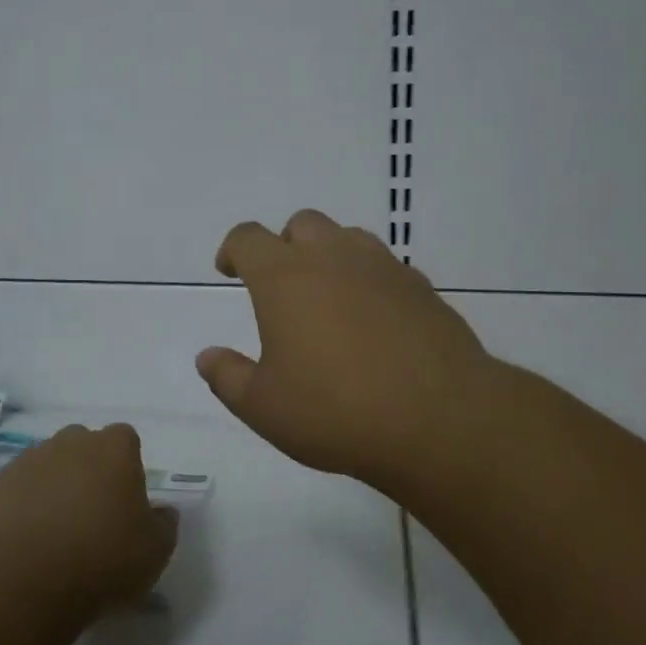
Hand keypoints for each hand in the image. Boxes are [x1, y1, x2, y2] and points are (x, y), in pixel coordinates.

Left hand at [0, 423, 177, 607]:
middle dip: (88, 470)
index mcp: (115, 448)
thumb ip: (164, 524)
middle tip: (92, 514)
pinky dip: (24, 504)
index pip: (126, 440)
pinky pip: (18, 487)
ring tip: (55, 531)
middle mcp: (72, 442)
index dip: (126, 467)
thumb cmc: (102, 559)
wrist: (24, 579)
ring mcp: (30, 459)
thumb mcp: (155, 551)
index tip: (125, 501)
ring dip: (55, 485)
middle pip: (84, 446)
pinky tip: (27, 538)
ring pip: (49, 463)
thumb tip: (162, 512)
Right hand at [196, 210, 495, 495]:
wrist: (438, 420)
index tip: (229, 270)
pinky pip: (386, 268)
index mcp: (285, 278)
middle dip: (284, 245)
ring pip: (348, 237)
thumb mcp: (263, 406)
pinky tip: (373, 320)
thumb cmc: (335, 411)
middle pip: (302, 224)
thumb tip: (206, 356)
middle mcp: (333, 258)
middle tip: (281, 285)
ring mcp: (383, 269)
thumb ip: (227, 377)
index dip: (233, 249)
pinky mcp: (423, 288)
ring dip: (330, 255)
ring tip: (328, 297)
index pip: (248, 237)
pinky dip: (370, 280)